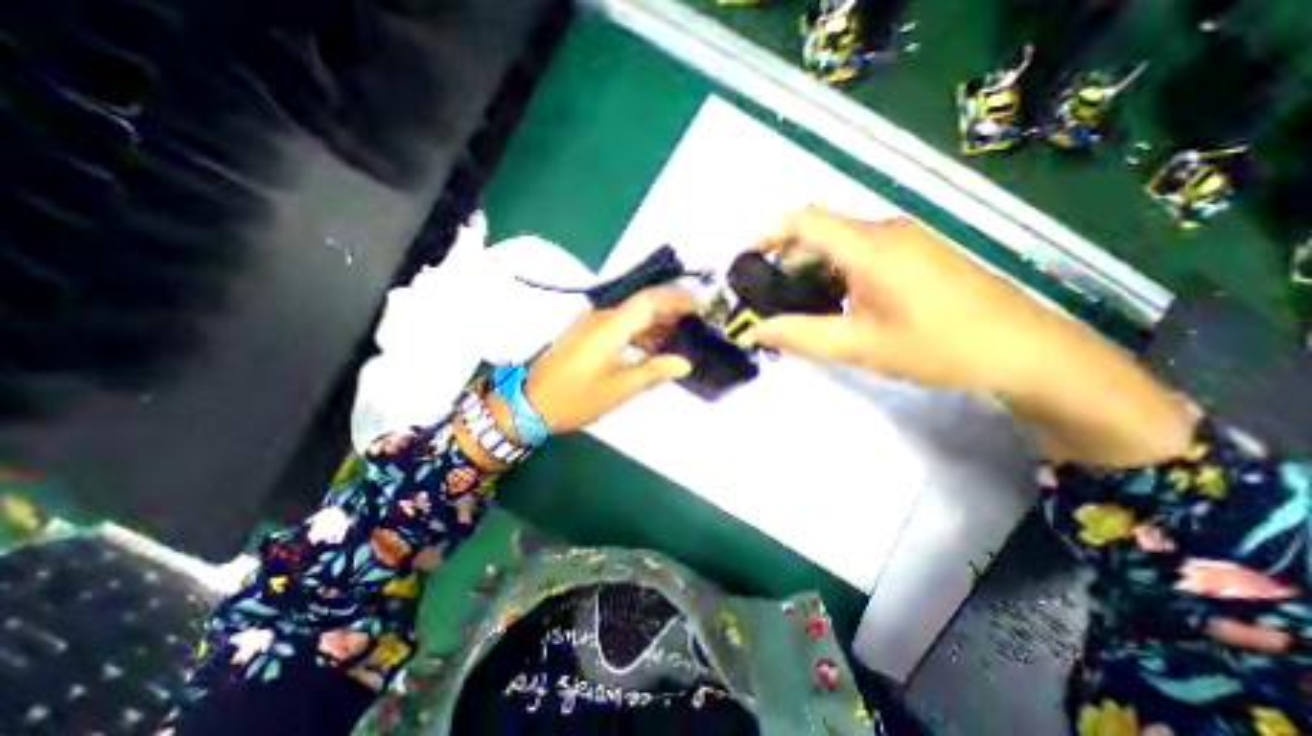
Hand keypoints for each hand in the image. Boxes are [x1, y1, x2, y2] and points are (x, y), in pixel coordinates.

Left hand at [525, 292, 696, 433]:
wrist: (529, 404)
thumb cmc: (575, 399)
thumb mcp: (618, 390)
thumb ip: (653, 373)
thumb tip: (685, 363)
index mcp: (610, 328)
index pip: (648, 302)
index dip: (675, 299)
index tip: (700, 306)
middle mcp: (602, 319)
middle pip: (642, 305)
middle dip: (670, 309)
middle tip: (696, 322)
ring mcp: (592, 325)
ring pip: (632, 315)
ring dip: (656, 322)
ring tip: (681, 336)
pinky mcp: (587, 335)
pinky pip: (621, 325)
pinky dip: (641, 332)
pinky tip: (653, 347)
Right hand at [755, 204, 1196, 466]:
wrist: (1025, 352)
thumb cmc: (939, 346)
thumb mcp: (860, 345)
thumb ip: (802, 335)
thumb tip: (756, 331)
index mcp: (870, 247)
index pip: (805, 221)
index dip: (768, 234)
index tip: (745, 260)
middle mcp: (885, 232)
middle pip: (820, 232)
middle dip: (786, 260)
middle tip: (769, 297)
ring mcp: (906, 241)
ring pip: (841, 245)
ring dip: (812, 270)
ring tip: (799, 306)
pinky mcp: (917, 255)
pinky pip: (863, 254)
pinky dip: (837, 274)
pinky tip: (838, 305)